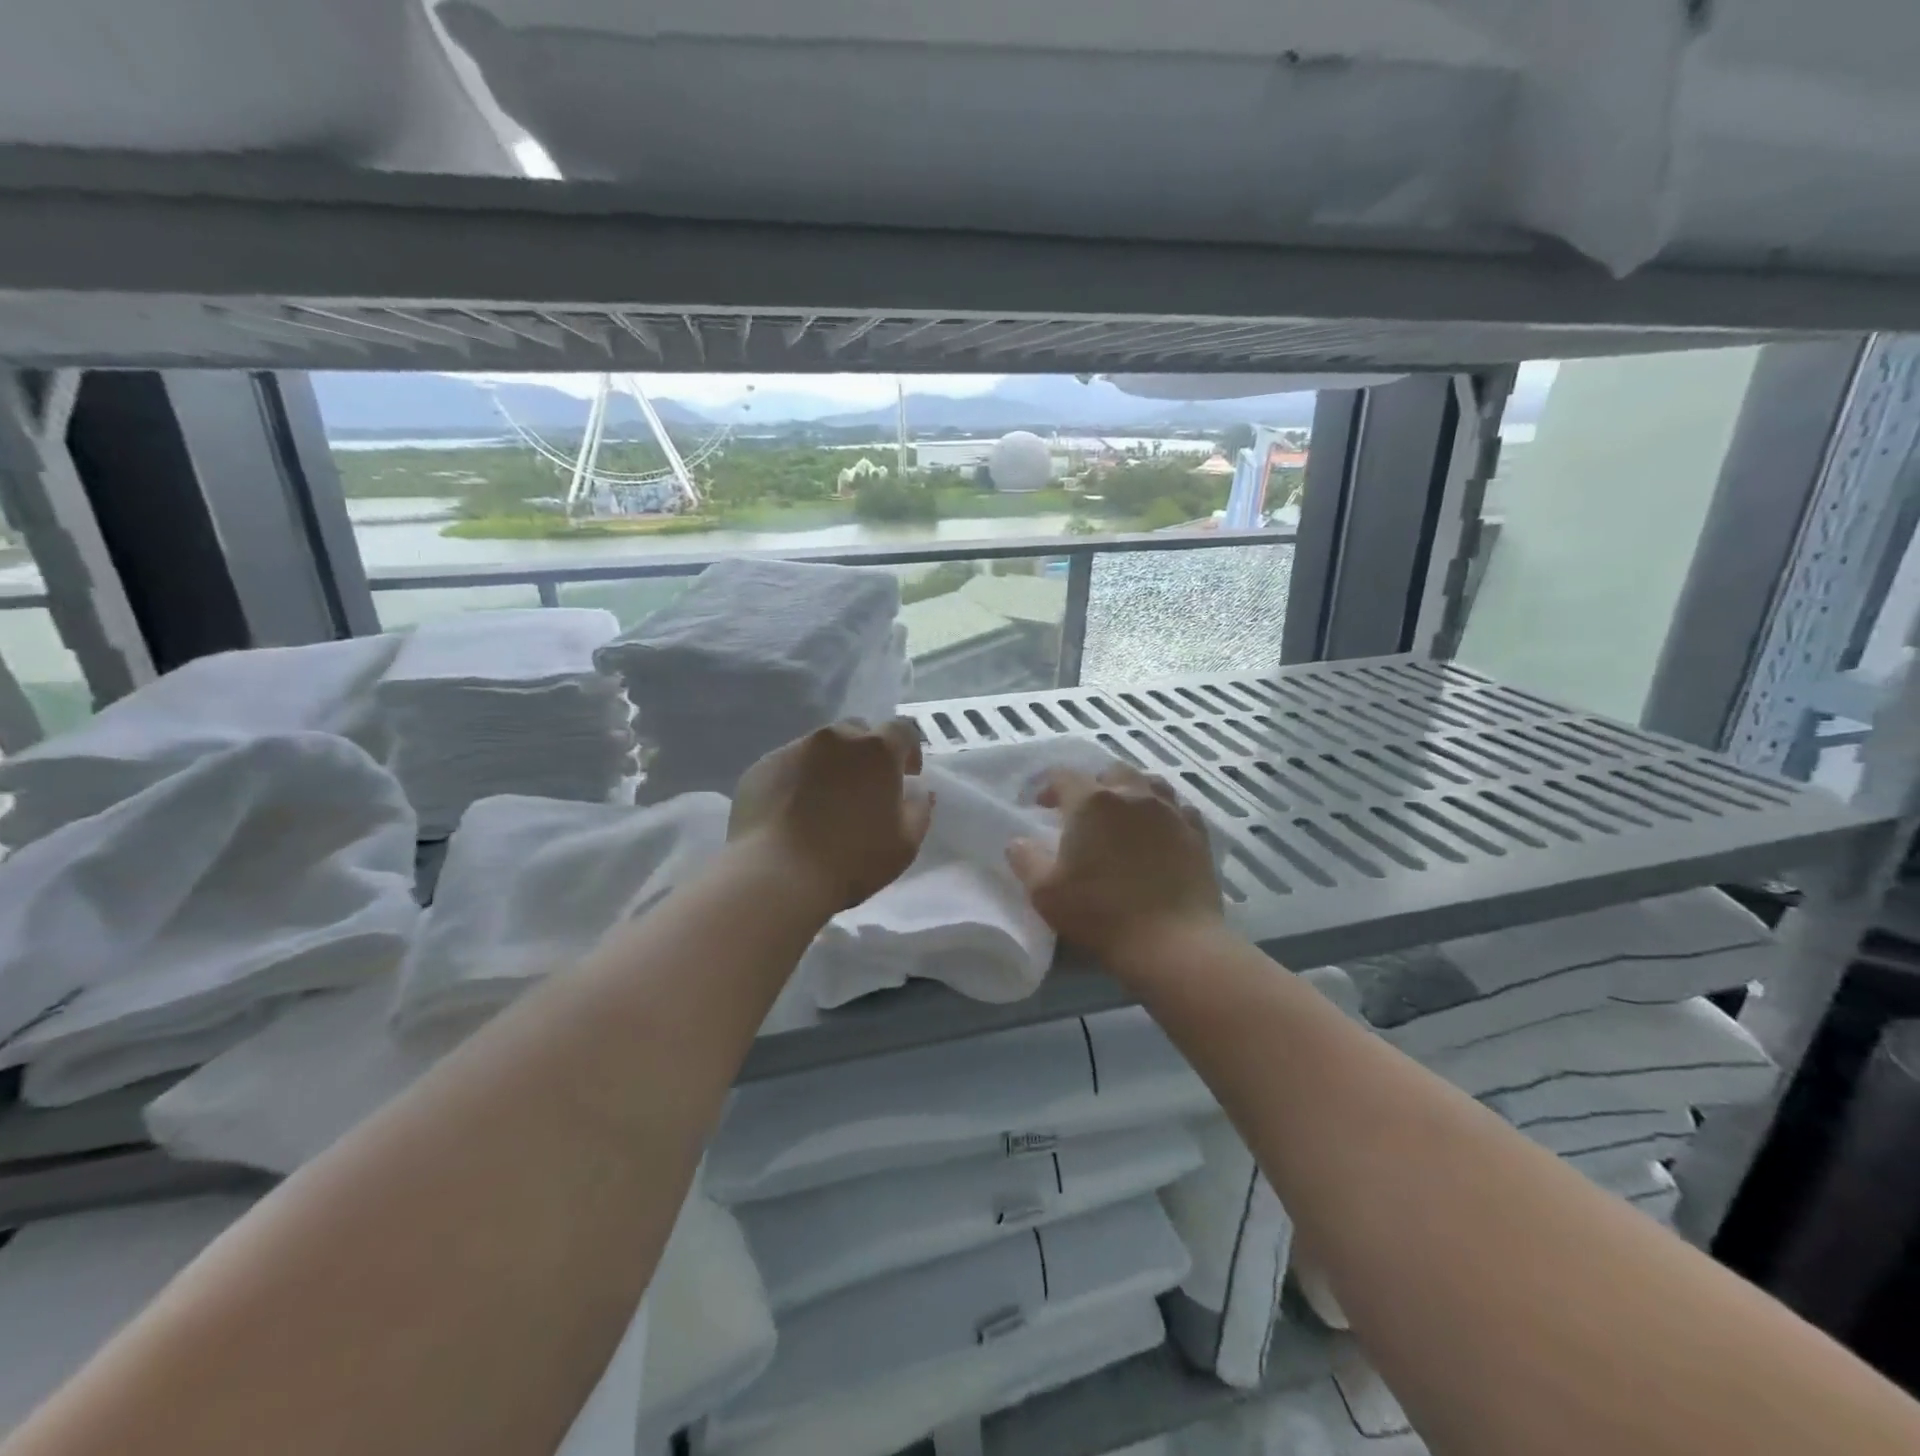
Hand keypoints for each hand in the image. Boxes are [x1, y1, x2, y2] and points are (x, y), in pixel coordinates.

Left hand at [730, 719, 932, 913]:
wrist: (776, 875)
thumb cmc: (852, 860)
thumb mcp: (906, 843)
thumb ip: (919, 808)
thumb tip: (918, 789)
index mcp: (877, 750)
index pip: (902, 731)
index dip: (908, 752)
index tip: (906, 777)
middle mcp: (835, 738)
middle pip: (858, 732)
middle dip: (867, 753)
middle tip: (864, 789)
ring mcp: (794, 748)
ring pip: (821, 747)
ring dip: (831, 765)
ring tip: (824, 802)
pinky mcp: (762, 766)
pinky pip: (789, 764)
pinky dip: (797, 779)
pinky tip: (792, 811)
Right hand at [1006, 763, 1223, 970]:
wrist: (1172, 942)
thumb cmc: (1101, 913)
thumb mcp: (1045, 892)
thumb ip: (1025, 860)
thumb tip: (1018, 841)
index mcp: (1091, 802)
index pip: (1064, 776)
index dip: (1049, 787)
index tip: (1042, 808)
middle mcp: (1133, 794)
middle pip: (1110, 772)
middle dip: (1093, 785)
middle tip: (1084, 812)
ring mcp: (1170, 811)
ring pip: (1149, 783)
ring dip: (1132, 792)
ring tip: (1124, 815)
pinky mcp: (1197, 833)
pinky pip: (1179, 808)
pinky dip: (1165, 812)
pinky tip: (1160, 830)